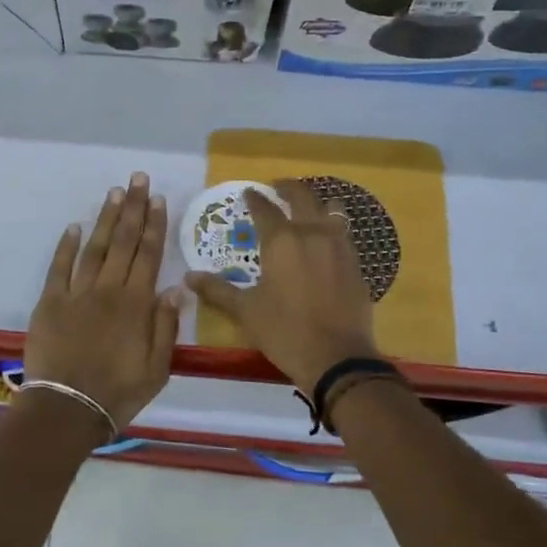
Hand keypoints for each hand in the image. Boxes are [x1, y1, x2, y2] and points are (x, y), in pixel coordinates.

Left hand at [25, 173, 179, 430]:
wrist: (67, 408)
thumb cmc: (118, 393)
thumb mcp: (157, 369)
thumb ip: (166, 327)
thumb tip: (175, 288)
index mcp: (136, 304)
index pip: (148, 255)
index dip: (154, 225)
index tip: (158, 199)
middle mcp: (108, 290)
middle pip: (124, 242)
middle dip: (133, 208)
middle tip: (138, 179)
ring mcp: (76, 293)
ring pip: (95, 247)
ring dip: (106, 219)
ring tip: (114, 192)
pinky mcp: (50, 302)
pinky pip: (59, 267)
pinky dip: (66, 246)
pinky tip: (75, 227)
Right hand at [186, 179, 380, 393]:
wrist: (338, 358)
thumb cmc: (285, 331)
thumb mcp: (245, 311)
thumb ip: (218, 290)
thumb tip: (189, 277)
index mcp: (281, 241)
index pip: (265, 209)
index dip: (255, 199)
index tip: (249, 192)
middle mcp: (312, 233)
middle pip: (303, 197)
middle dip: (288, 188)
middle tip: (277, 188)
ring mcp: (340, 247)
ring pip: (331, 210)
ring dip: (316, 204)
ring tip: (307, 210)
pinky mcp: (357, 264)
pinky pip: (344, 234)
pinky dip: (332, 228)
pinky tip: (326, 241)